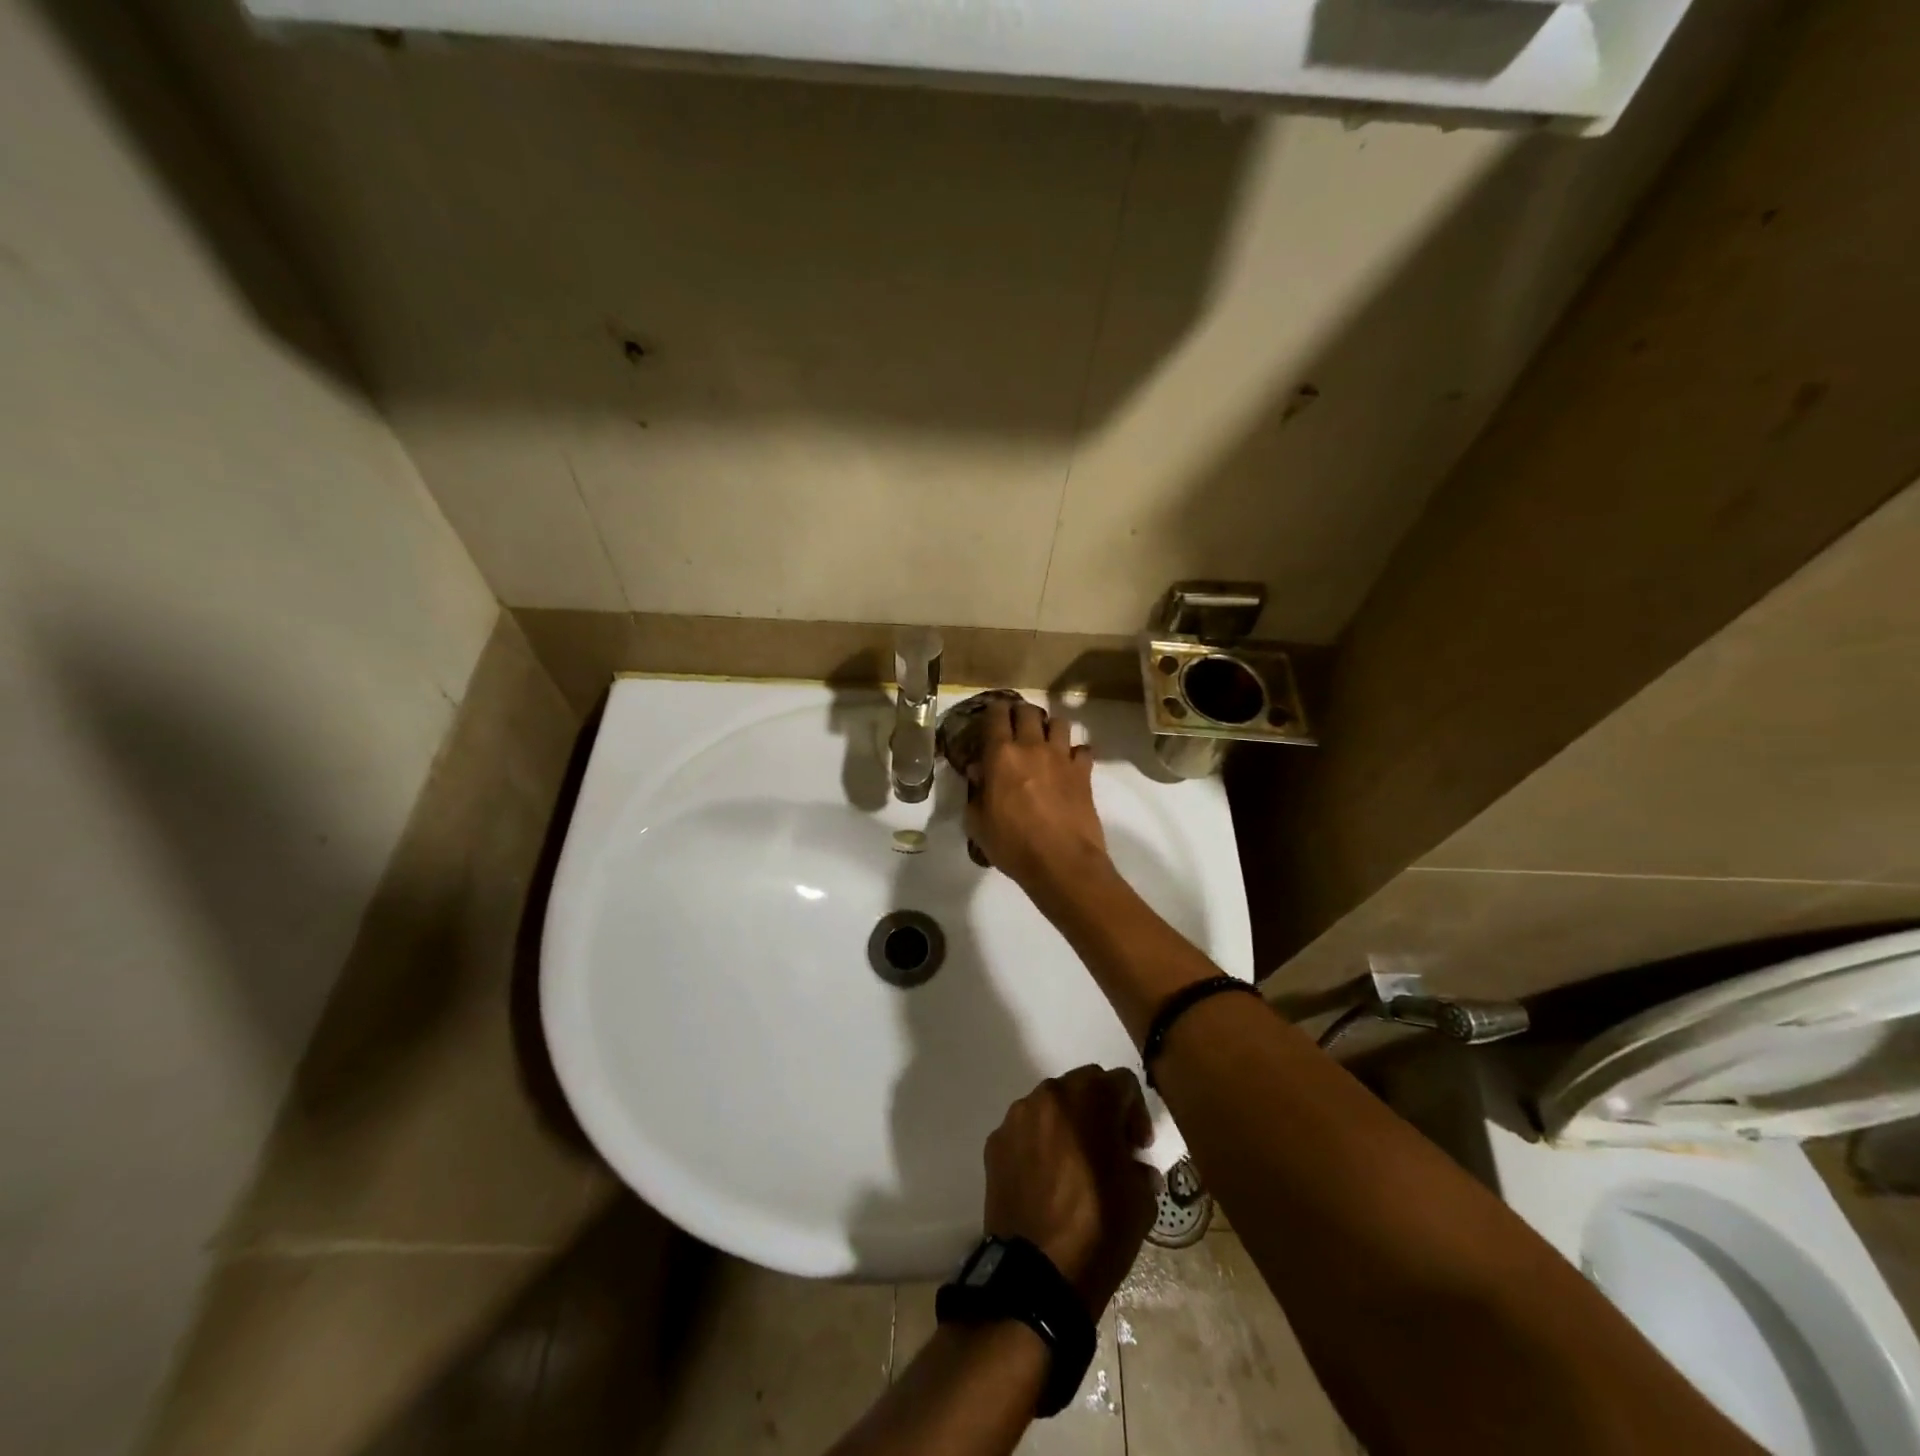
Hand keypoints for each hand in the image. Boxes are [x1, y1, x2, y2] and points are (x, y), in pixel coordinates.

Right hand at [965, 698, 1109, 898]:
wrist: (1062, 862)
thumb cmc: (1012, 845)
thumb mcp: (978, 823)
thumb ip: (976, 793)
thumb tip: (979, 773)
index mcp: (1001, 755)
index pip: (995, 717)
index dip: (993, 710)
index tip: (991, 714)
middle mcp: (1032, 747)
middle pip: (1028, 711)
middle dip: (1020, 712)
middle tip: (1015, 723)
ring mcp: (1061, 757)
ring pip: (1058, 723)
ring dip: (1049, 727)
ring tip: (1044, 739)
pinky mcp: (1084, 772)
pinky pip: (1082, 750)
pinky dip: (1075, 752)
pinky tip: (1070, 764)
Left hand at [983, 1066, 1157, 1317]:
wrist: (1037, 1275)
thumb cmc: (1099, 1231)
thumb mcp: (1141, 1201)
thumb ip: (1140, 1167)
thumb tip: (1132, 1165)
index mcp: (1090, 1099)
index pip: (1123, 1083)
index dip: (1136, 1114)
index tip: (1138, 1149)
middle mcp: (1050, 1094)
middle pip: (1084, 1085)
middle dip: (1101, 1110)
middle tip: (1110, 1150)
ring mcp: (1018, 1116)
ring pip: (1051, 1105)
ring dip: (1068, 1124)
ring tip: (1075, 1166)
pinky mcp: (996, 1141)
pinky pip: (1026, 1130)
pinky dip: (1040, 1144)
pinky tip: (1046, 1181)